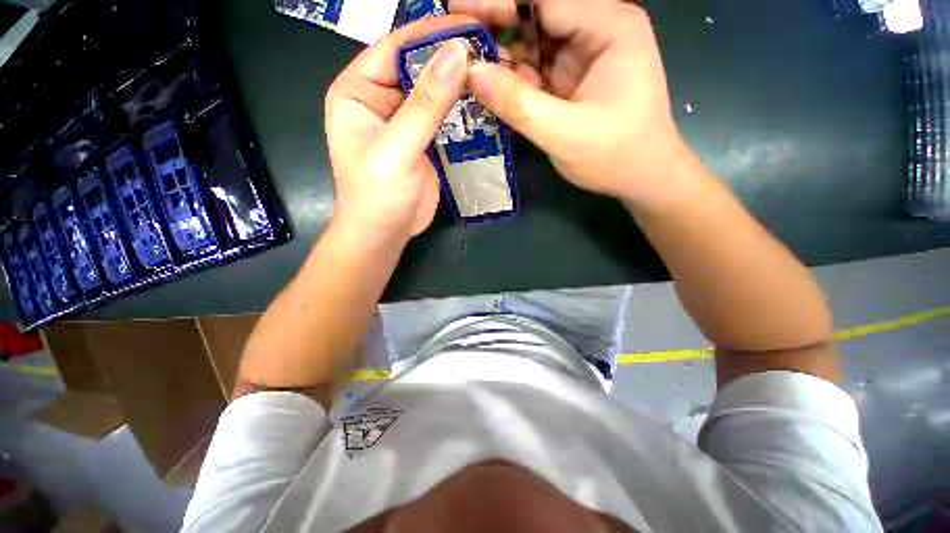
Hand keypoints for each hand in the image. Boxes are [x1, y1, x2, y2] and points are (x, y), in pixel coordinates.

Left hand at [324, 17, 474, 238]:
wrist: (385, 234)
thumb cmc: (378, 195)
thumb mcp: (398, 148)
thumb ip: (425, 104)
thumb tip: (457, 54)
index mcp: (358, 91)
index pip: (395, 47)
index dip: (432, 34)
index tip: (472, 27)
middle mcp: (380, 100)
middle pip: (419, 67)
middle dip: (452, 60)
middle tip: (493, 52)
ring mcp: (405, 122)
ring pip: (436, 93)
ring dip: (462, 86)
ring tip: (495, 75)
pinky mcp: (424, 142)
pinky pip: (445, 119)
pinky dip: (464, 113)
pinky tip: (486, 107)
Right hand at [452, 0, 698, 210]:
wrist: (641, 177)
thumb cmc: (614, 156)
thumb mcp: (564, 134)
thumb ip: (519, 104)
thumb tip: (471, 74)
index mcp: (609, 27)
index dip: (497, 2)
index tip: (455, 7)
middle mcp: (597, 30)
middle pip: (536, 15)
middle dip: (495, 25)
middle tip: (454, 37)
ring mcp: (584, 54)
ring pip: (532, 42)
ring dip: (500, 55)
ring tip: (465, 66)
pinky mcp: (572, 77)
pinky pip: (536, 68)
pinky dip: (513, 77)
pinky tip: (490, 86)